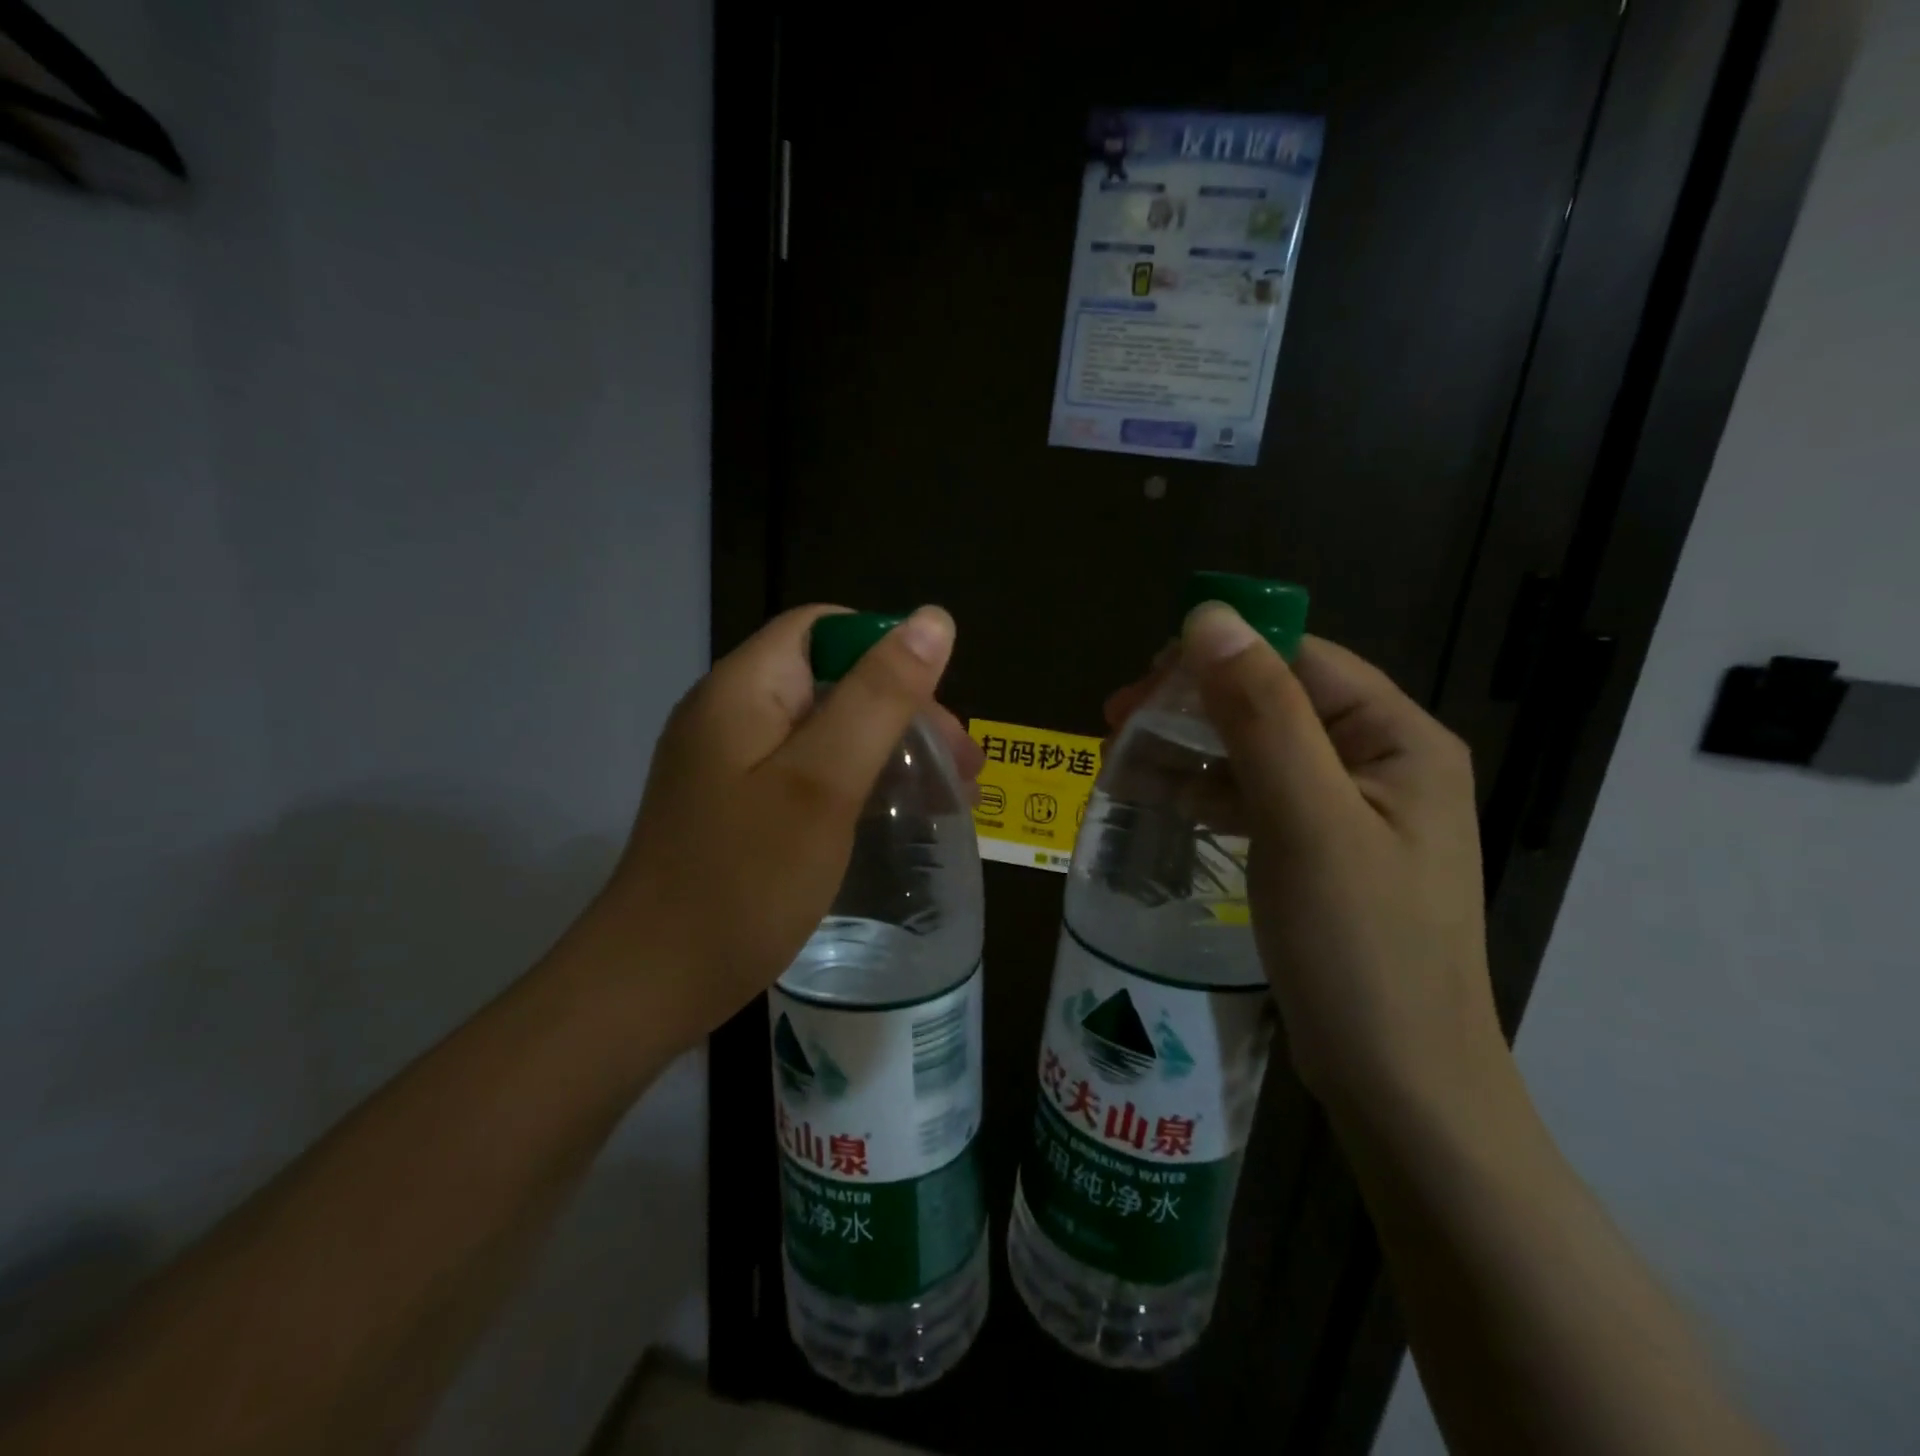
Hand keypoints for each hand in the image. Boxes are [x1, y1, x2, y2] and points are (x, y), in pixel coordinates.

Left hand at [586, 604, 975, 1045]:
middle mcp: (731, 713)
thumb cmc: (744, 880)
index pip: (824, 628)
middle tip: (963, 771)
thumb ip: (879, 697)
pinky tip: (891, 818)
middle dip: (903, 712)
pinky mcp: (736, 806)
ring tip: (947, 799)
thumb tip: (933, 619)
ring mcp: (729, 763)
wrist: (652, 985)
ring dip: (888, 751)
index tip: (937, 708)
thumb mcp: (824, 781)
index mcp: (744, 688)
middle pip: (831, 681)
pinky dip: (857, 783)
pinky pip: (807, 772)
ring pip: (825, 730)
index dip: (888, 652)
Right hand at [1143, 606, 1503, 1113]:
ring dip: (1188, 751)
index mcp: (1397, 738)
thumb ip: (1261, 715)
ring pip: (1255, 753)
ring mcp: (1349, 812)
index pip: (1298, 660)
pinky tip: (1156, 801)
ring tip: (1116, 764)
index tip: (1142, 684)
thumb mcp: (1306, 821)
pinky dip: (1204, 794)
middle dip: (1192, 708)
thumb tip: (1210, 616)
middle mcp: (1380, 763)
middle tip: (1115, 724)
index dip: (1218, 658)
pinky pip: (1255, 800)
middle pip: (1272, 703)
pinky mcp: (1320, 853)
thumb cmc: (1361, 949)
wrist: (1401, 1085)